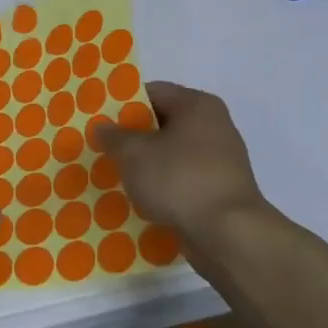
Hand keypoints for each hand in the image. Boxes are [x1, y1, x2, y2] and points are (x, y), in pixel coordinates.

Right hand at [96, 81, 266, 240]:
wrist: (228, 235)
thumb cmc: (179, 180)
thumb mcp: (134, 154)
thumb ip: (114, 136)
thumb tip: (103, 126)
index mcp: (197, 105)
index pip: (153, 92)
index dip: (123, 104)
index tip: (99, 120)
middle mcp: (214, 125)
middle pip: (163, 123)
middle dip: (133, 137)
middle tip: (103, 149)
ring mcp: (221, 160)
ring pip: (172, 154)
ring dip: (147, 164)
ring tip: (116, 176)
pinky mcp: (220, 190)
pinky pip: (183, 180)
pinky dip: (164, 186)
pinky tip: (141, 200)